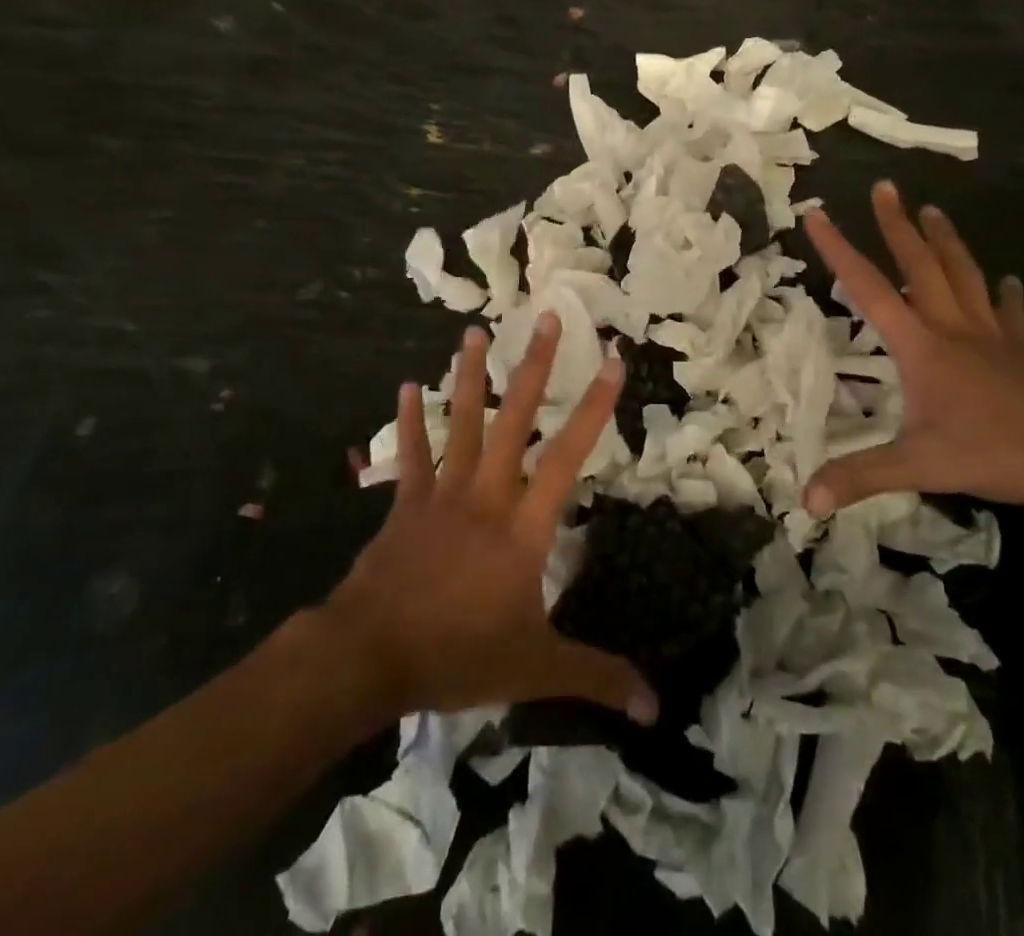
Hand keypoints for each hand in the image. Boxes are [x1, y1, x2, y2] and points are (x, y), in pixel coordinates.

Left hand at [318, 315, 657, 724]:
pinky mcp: (406, 504)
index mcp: (524, 525)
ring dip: (468, 376)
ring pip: (462, 423)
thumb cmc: (458, 654)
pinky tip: (407, 385)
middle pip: (515, 419)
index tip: (611, 361)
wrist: (369, 657)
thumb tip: (654, 706)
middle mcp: (487, 494)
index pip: (569, 454)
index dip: (594, 406)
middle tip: (546, 317)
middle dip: (534, 366)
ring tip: (473, 332)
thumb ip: (596, 678)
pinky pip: (410, 454)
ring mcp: (442, 493)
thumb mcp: (536, 668)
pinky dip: (409, 420)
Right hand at [803, 181, 1023, 516]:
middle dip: (897, 225)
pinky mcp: (1022, 353)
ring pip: (963, 276)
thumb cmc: (997, 452)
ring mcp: (992, 337)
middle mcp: (954, 329)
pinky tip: (1008, 280)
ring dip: (945, 242)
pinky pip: (1010, 314)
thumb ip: (861, 477)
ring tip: (933, 210)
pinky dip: (1005, 295)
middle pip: (920, 266)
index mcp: (922, 346)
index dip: (839, 250)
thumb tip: (805, 498)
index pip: (869, 289)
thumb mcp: (919, 466)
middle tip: (885, 186)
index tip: (817, 214)